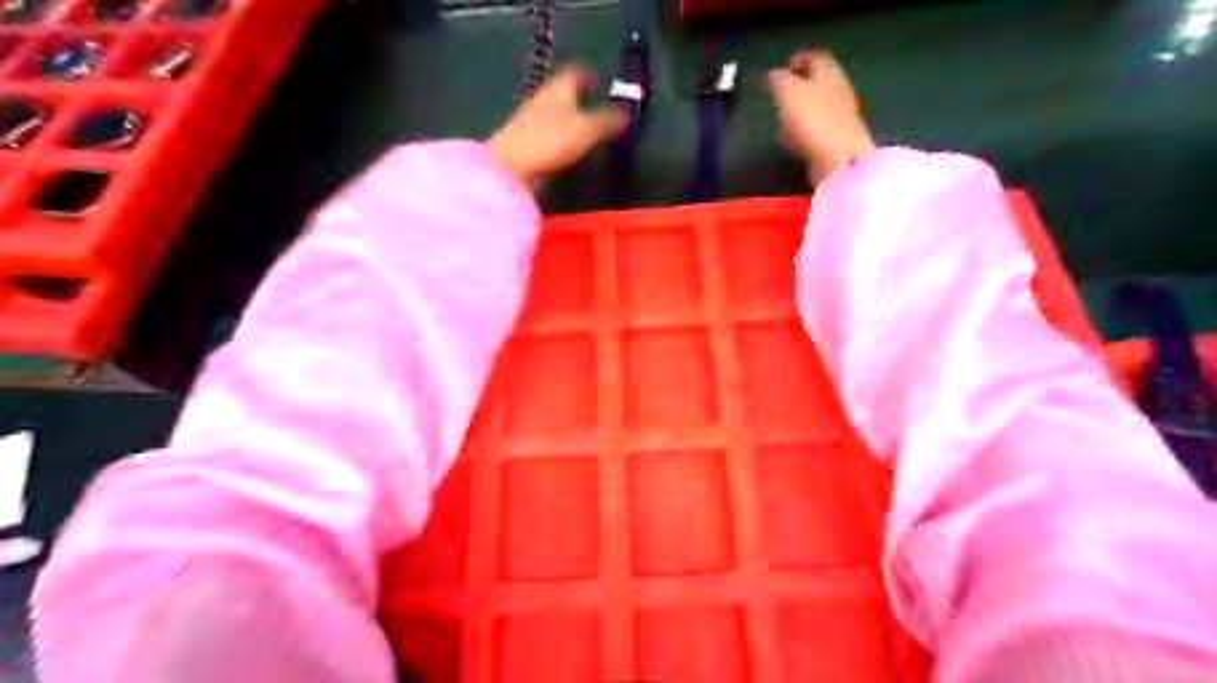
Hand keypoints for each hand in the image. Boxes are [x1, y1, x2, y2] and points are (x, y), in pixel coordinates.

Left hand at [489, 63, 632, 183]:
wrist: (509, 169)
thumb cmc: (549, 141)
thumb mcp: (587, 130)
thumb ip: (607, 121)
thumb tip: (627, 114)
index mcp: (557, 89)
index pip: (575, 73)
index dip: (588, 74)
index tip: (600, 79)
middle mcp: (542, 101)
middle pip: (563, 94)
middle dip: (579, 97)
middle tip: (597, 105)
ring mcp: (531, 124)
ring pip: (555, 115)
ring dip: (569, 120)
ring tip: (587, 130)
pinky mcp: (525, 147)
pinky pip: (548, 137)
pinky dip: (560, 140)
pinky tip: (569, 151)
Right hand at [768, 48, 874, 182]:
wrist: (839, 158)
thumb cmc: (812, 119)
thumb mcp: (788, 92)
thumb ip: (779, 80)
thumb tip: (773, 74)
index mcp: (829, 72)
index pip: (816, 57)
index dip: (799, 59)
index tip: (785, 66)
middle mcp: (839, 90)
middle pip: (820, 82)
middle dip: (801, 85)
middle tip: (782, 92)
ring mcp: (841, 116)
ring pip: (819, 105)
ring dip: (802, 109)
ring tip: (784, 117)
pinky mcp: (838, 139)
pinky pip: (818, 128)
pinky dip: (805, 130)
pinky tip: (794, 139)